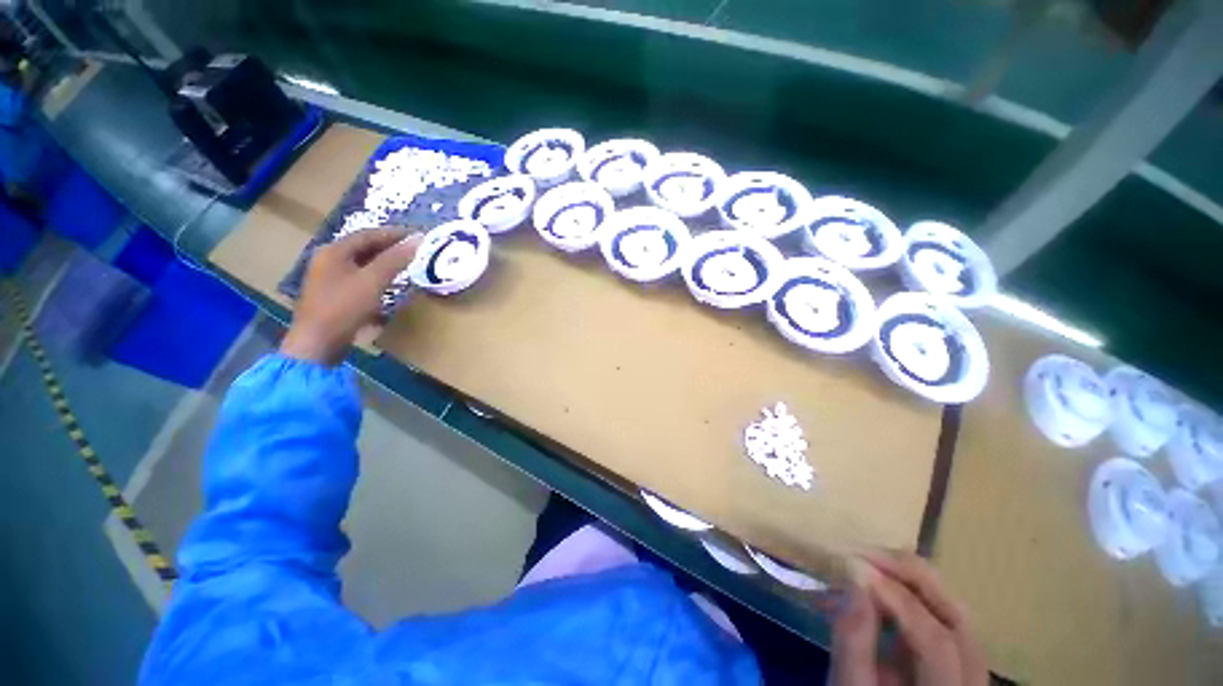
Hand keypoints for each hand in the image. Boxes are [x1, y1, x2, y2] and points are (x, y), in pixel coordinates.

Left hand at [281, 229, 419, 364]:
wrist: (318, 341)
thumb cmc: (344, 307)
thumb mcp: (373, 281)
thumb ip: (395, 259)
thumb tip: (418, 240)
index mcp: (334, 251)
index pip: (368, 235)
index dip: (393, 234)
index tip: (417, 236)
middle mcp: (328, 260)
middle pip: (363, 247)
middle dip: (389, 247)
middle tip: (414, 250)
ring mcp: (329, 277)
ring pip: (362, 263)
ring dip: (384, 262)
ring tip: (406, 264)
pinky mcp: (334, 293)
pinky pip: (359, 277)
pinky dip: (376, 275)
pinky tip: (389, 282)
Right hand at [832, 550, 986, 685]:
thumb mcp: (850, 685)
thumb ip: (853, 641)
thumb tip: (855, 579)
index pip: (936, 640)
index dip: (897, 599)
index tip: (855, 567)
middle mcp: (973, 681)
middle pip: (958, 617)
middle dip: (911, 576)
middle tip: (867, 553)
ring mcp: (971, 668)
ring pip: (955, 611)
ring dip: (913, 578)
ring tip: (873, 561)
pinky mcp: (957, 656)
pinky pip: (945, 614)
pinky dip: (915, 591)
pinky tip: (886, 582)